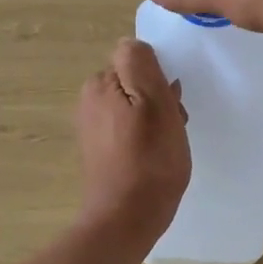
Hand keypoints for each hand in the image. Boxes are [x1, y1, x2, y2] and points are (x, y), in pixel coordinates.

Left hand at [75, 38, 190, 241]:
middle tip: (174, 128)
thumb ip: (141, 64)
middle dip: (159, 100)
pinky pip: (129, 130)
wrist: (127, 218)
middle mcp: (89, 101)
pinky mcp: (100, 152)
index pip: (137, 61)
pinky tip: (155, 159)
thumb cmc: (149, 160)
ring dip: (156, 121)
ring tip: (167, 147)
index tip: (172, 105)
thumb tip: (132, 44)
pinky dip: (145, 139)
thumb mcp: (154, 102)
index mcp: (100, 84)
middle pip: (136, 84)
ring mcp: (92, 128)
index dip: (160, 80)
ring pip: (135, 108)